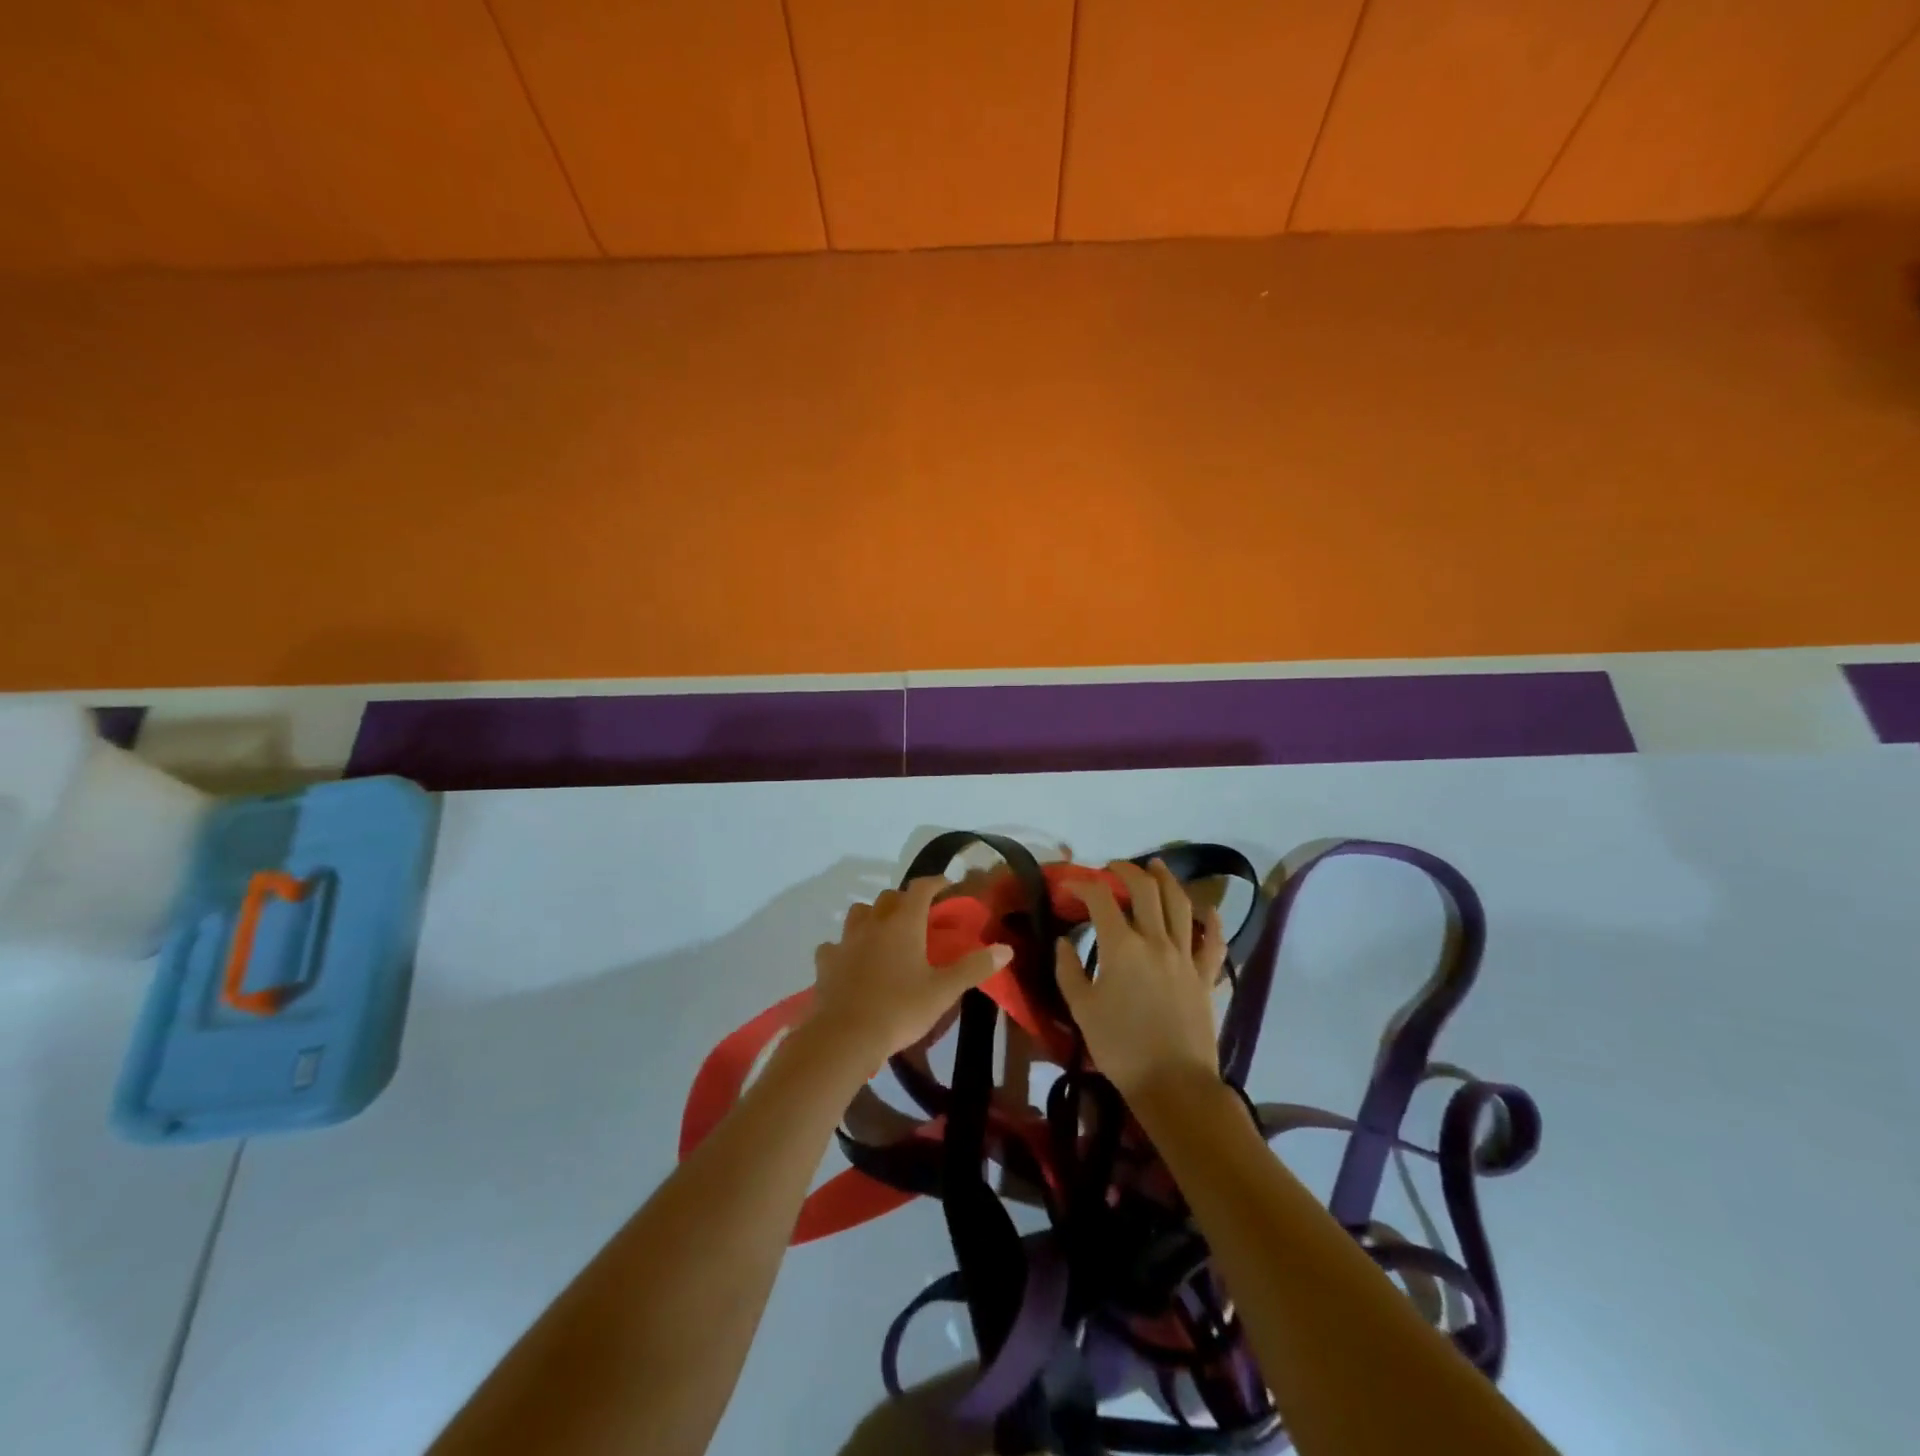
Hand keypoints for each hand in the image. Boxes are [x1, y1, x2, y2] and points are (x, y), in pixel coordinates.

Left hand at [807, 877, 1011, 1072]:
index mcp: (903, 923)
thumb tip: (1006, 948)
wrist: (845, 1037)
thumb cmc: (899, 1009)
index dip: (935, 883)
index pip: (920, 888)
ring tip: (884, 932)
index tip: (947, 886)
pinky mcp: (826, 962)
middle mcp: (873, 923)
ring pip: (859, 913)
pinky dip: (844, 947)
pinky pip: (835, 945)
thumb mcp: (943, 991)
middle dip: (905, 899)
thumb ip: (974, 967)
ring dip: (873, 915)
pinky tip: (851, 960)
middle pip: (889, 897)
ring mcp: (846, 941)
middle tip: (919, 915)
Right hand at [1055, 860, 1227, 1100]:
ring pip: (1181, 904)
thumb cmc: (1120, 1048)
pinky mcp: (1206, 976)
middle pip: (1145, 890)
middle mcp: (1156, 940)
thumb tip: (1063, 943)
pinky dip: (1213, 922)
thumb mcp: (1081, 1010)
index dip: (1082, 885)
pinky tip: (1210, 910)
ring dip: (1167, 880)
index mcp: (1122, 947)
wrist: (1173, 1084)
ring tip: (1157, 866)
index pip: (1101, 899)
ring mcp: (1186, 956)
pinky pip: (1214, 942)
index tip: (1068, 886)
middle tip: (1113, 867)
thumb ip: (1068, 970)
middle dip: (1127, 871)